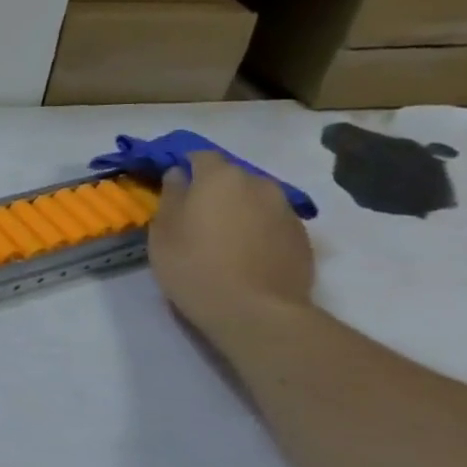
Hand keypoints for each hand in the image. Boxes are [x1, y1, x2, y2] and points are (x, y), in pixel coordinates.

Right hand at [147, 152, 314, 345]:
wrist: (255, 310)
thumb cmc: (194, 266)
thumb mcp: (164, 231)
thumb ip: (171, 196)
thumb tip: (178, 175)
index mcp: (220, 177)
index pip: (200, 156)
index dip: (185, 167)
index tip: (174, 186)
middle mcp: (259, 184)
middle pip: (232, 177)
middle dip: (215, 190)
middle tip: (197, 217)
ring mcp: (286, 210)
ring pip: (255, 199)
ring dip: (239, 210)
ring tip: (223, 239)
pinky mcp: (303, 237)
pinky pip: (273, 222)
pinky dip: (258, 230)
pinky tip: (246, 255)